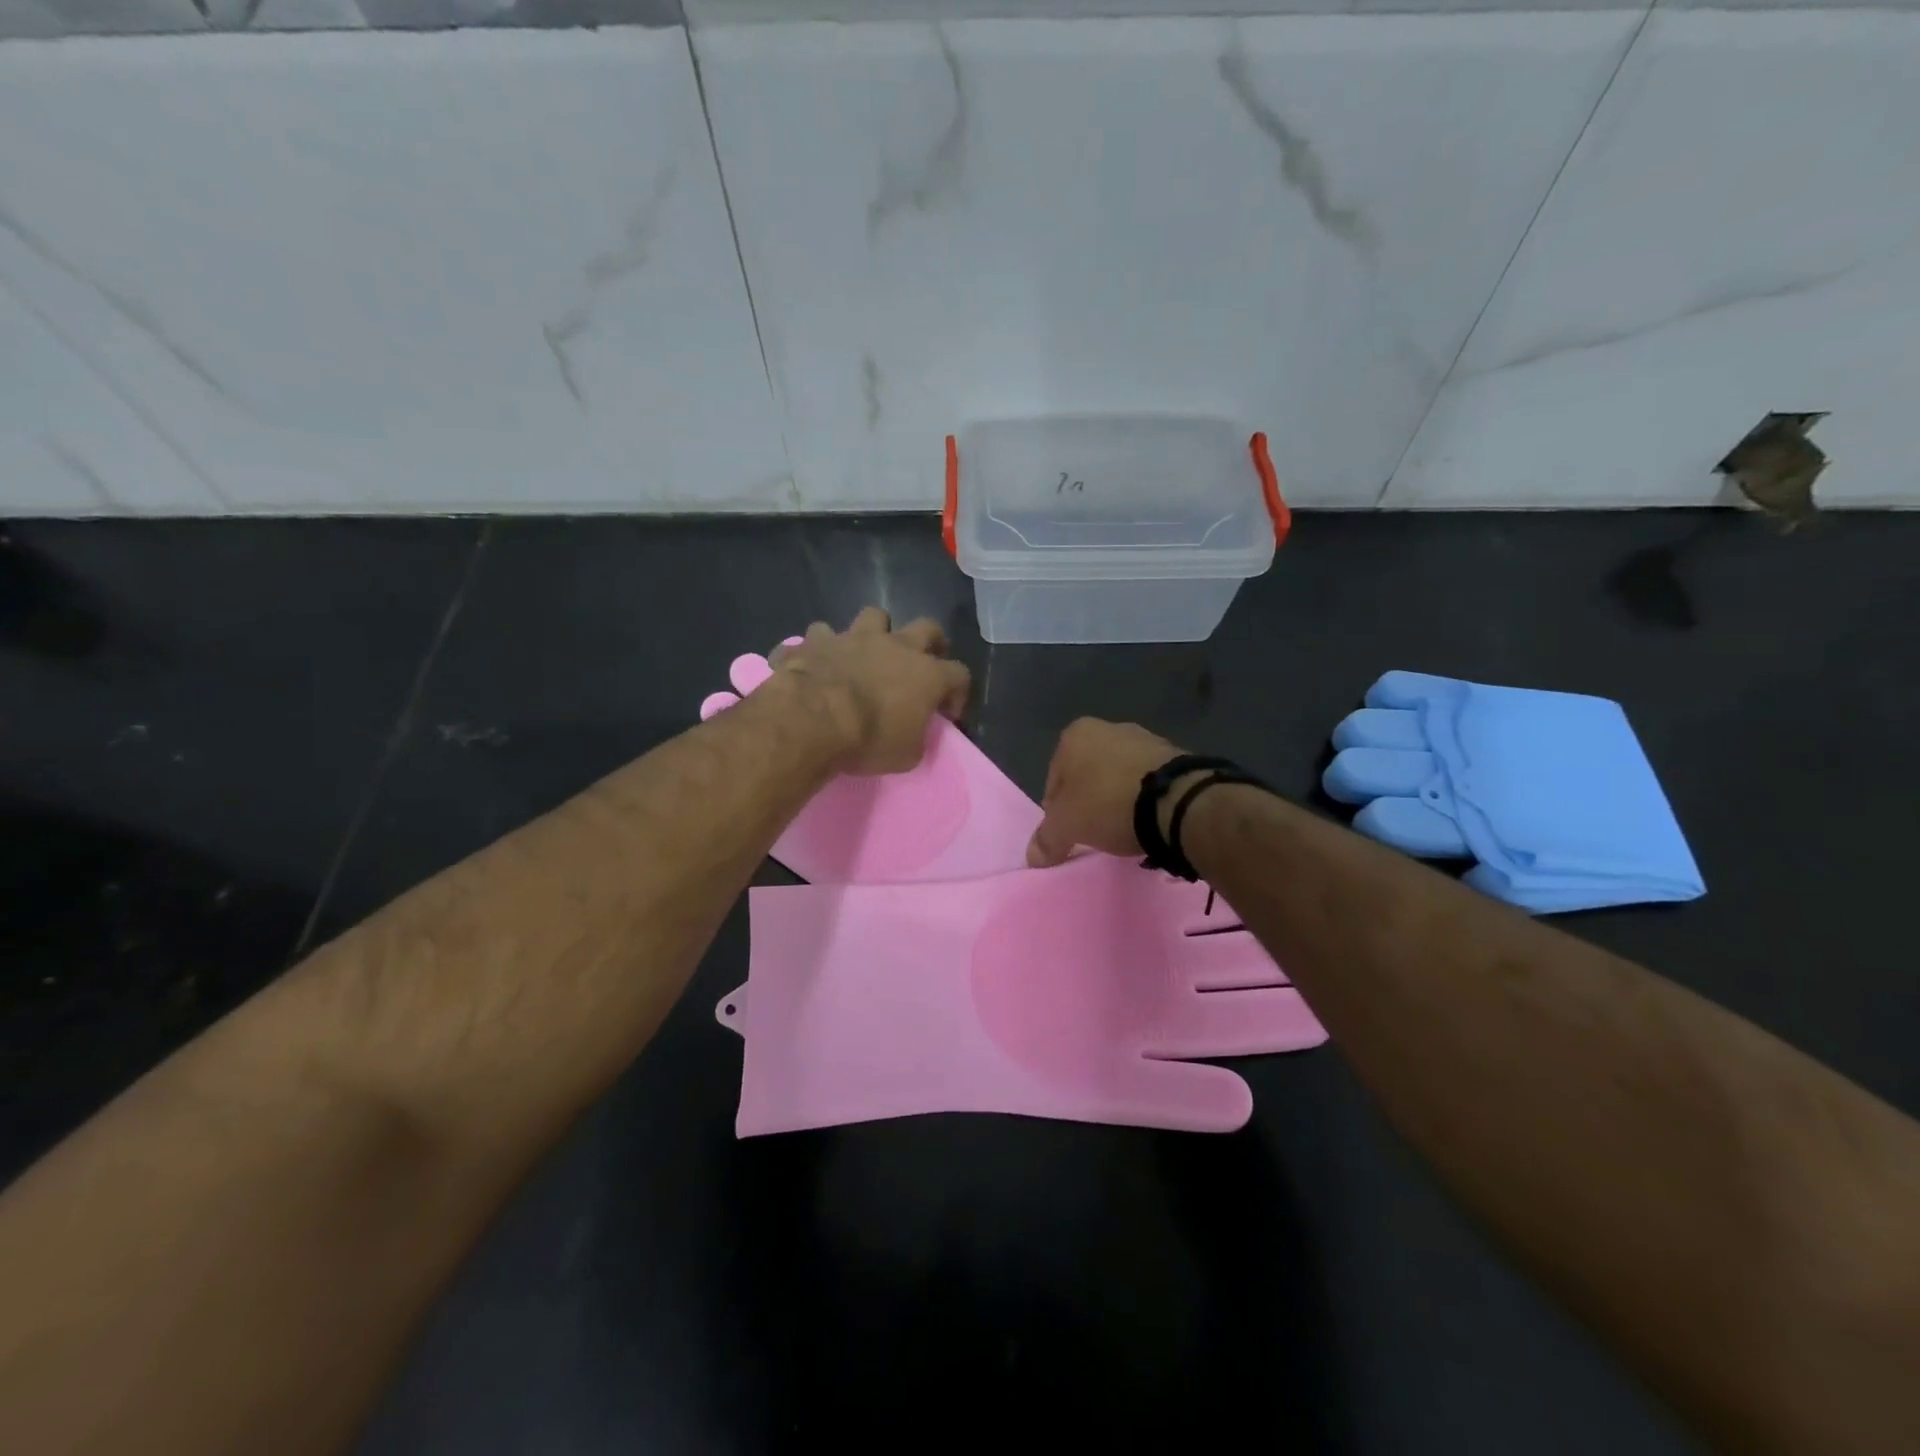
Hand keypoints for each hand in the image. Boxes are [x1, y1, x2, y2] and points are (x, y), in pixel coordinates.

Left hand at [766, 607, 969, 774]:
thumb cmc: (868, 740)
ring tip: (867, 651)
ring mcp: (855, 637)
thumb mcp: (906, 754)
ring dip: (874, 632)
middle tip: (922, 662)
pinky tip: (816, 661)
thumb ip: (916, 736)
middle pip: (927, 628)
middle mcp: (896, 646)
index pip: (959, 674)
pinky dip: (821, 647)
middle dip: (930, 642)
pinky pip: (821, 635)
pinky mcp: (818, 640)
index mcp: (927, 675)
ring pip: (874, 616)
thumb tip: (913, 731)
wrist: (812, 720)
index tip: (947, 712)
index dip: (958, 692)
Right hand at [1027, 718, 1181, 866]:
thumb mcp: (1067, 826)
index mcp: (1076, 735)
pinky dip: (1144, 799)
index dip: (1057, 811)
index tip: (1069, 833)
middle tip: (1095, 833)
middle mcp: (1109, 727)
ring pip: (1118, 776)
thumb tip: (1032, 857)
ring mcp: (1145, 739)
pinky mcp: (1175, 756)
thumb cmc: (1108, 804)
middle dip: (1089, 802)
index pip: (1054, 780)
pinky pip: (1148, 781)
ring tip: (1125, 829)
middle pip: (1087, 775)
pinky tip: (1148, 820)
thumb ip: (1046, 839)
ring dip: (1118, 800)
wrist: (1177, 801)